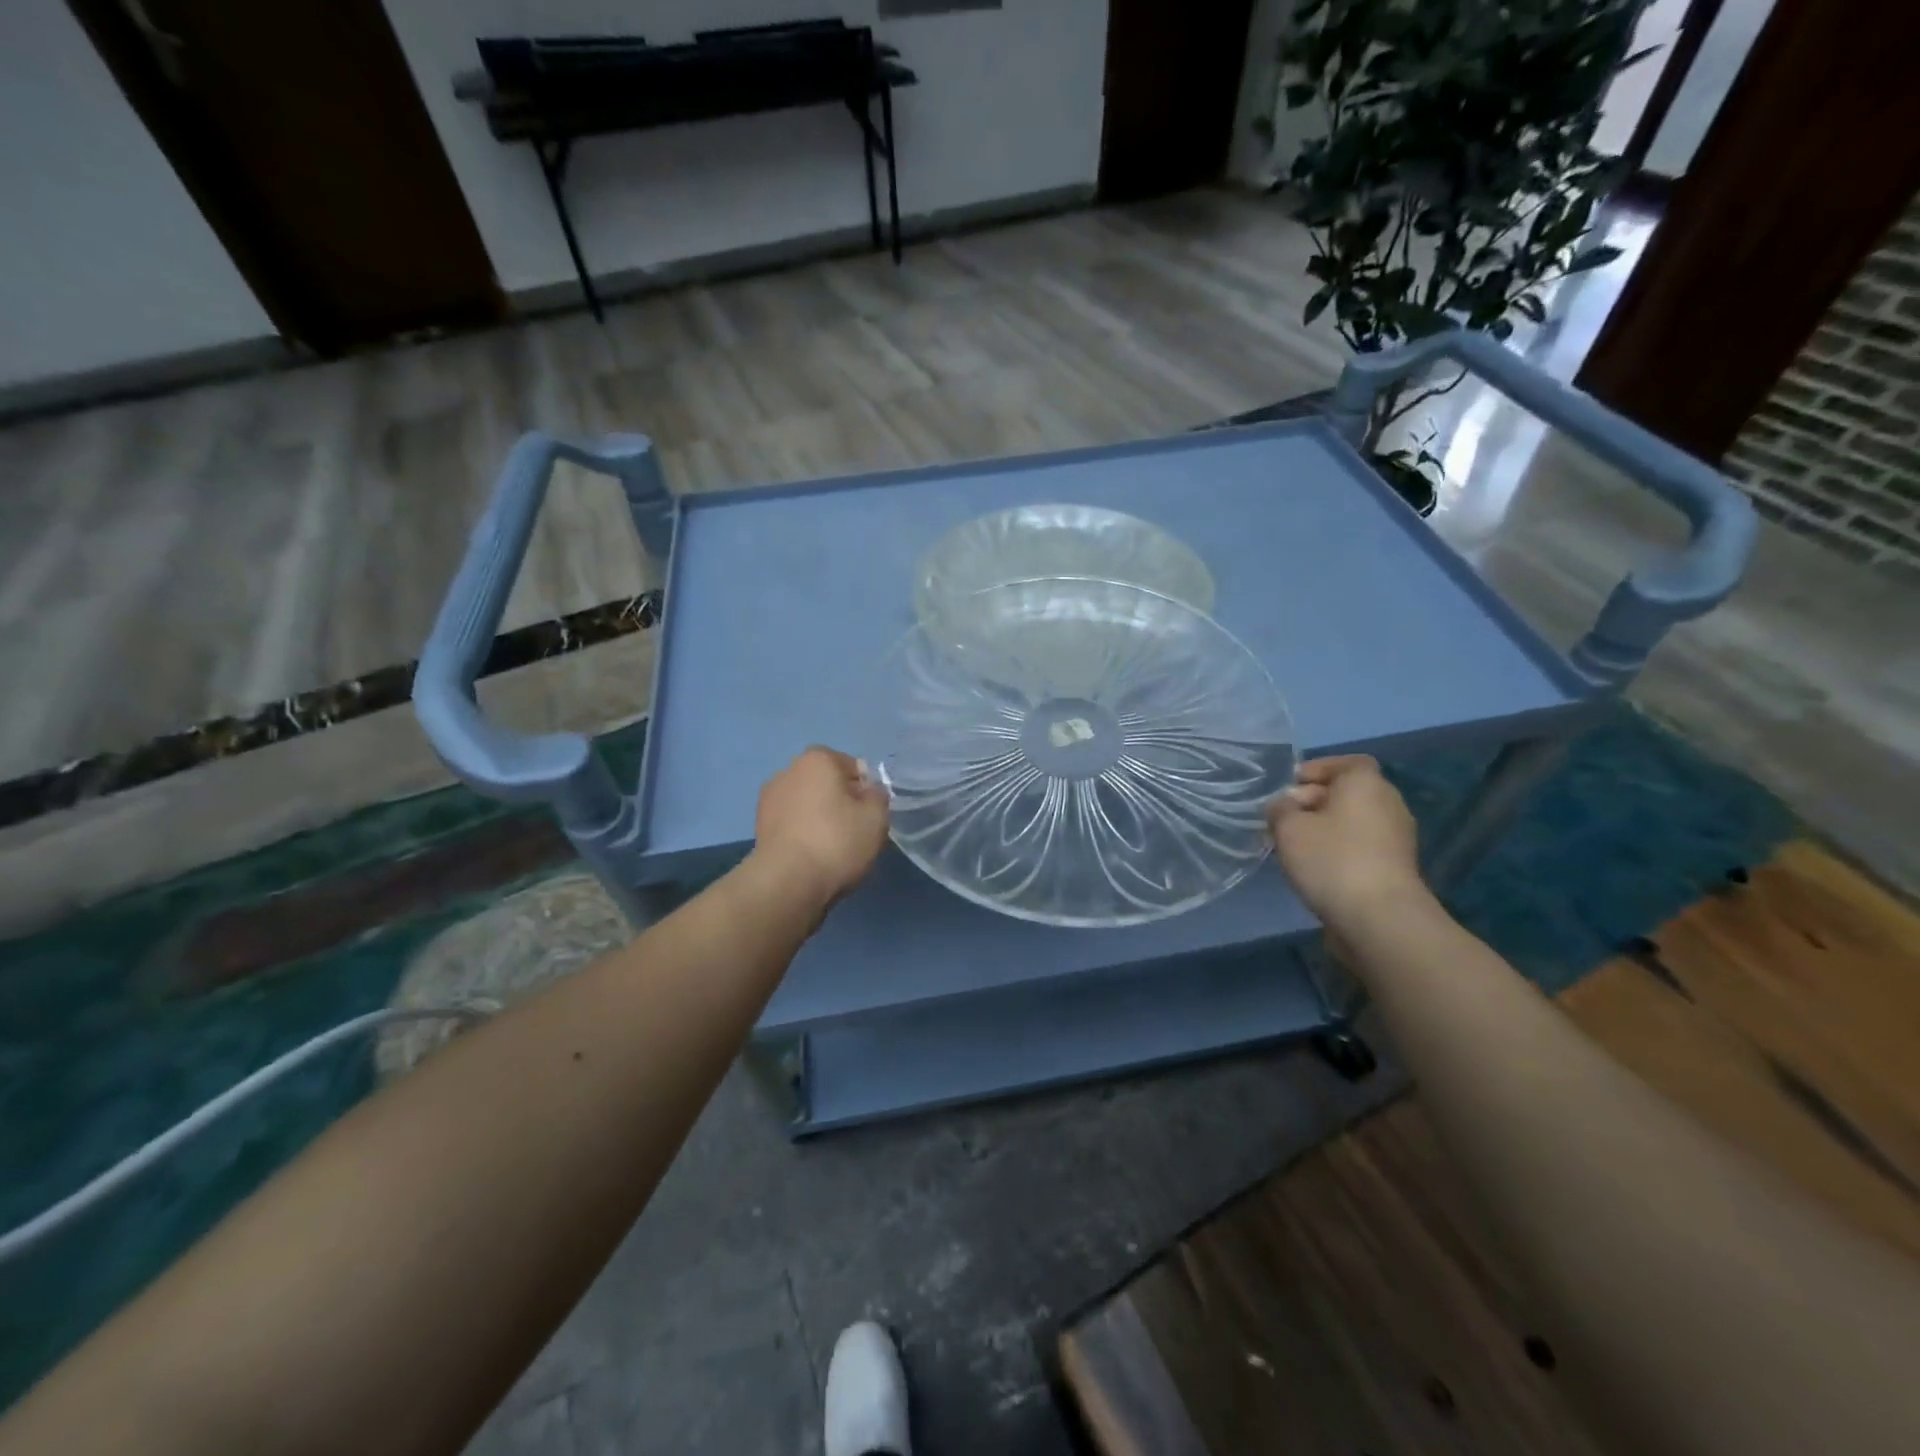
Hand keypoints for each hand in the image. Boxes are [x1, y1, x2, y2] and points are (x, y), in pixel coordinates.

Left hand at [752, 746, 890, 906]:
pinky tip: (813, 858)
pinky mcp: (759, 828)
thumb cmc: (837, 841)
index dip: (865, 790)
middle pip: (826, 784)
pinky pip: (792, 825)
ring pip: (807, 805)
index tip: (870, 815)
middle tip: (855, 832)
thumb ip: (878, 796)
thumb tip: (867, 792)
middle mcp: (788, 771)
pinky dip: (803, 835)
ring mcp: (768, 800)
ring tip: (833, 850)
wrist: (787, 882)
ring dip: (819, 820)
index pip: (851, 766)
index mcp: (817, 759)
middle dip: (840, 803)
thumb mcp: (876, 817)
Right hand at [1266, 755, 1425, 926]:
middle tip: (1282, 820)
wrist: (1379, 918)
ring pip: (1352, 821)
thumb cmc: (1332, 859)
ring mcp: (1396, 837)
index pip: (1346, 763)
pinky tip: (1314, 868)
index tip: (1289, 787)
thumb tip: (1284, 806)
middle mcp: (1388, 803)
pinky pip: (1360, 846)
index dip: (1317, 770)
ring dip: (1323, 828)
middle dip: (1313, 801)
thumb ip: (1280, 808)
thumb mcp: (1288, 827)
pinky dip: (1338, 850)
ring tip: (1292, 846)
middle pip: (1347, 792)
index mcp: (1365, 783)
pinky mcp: (1395, 867)